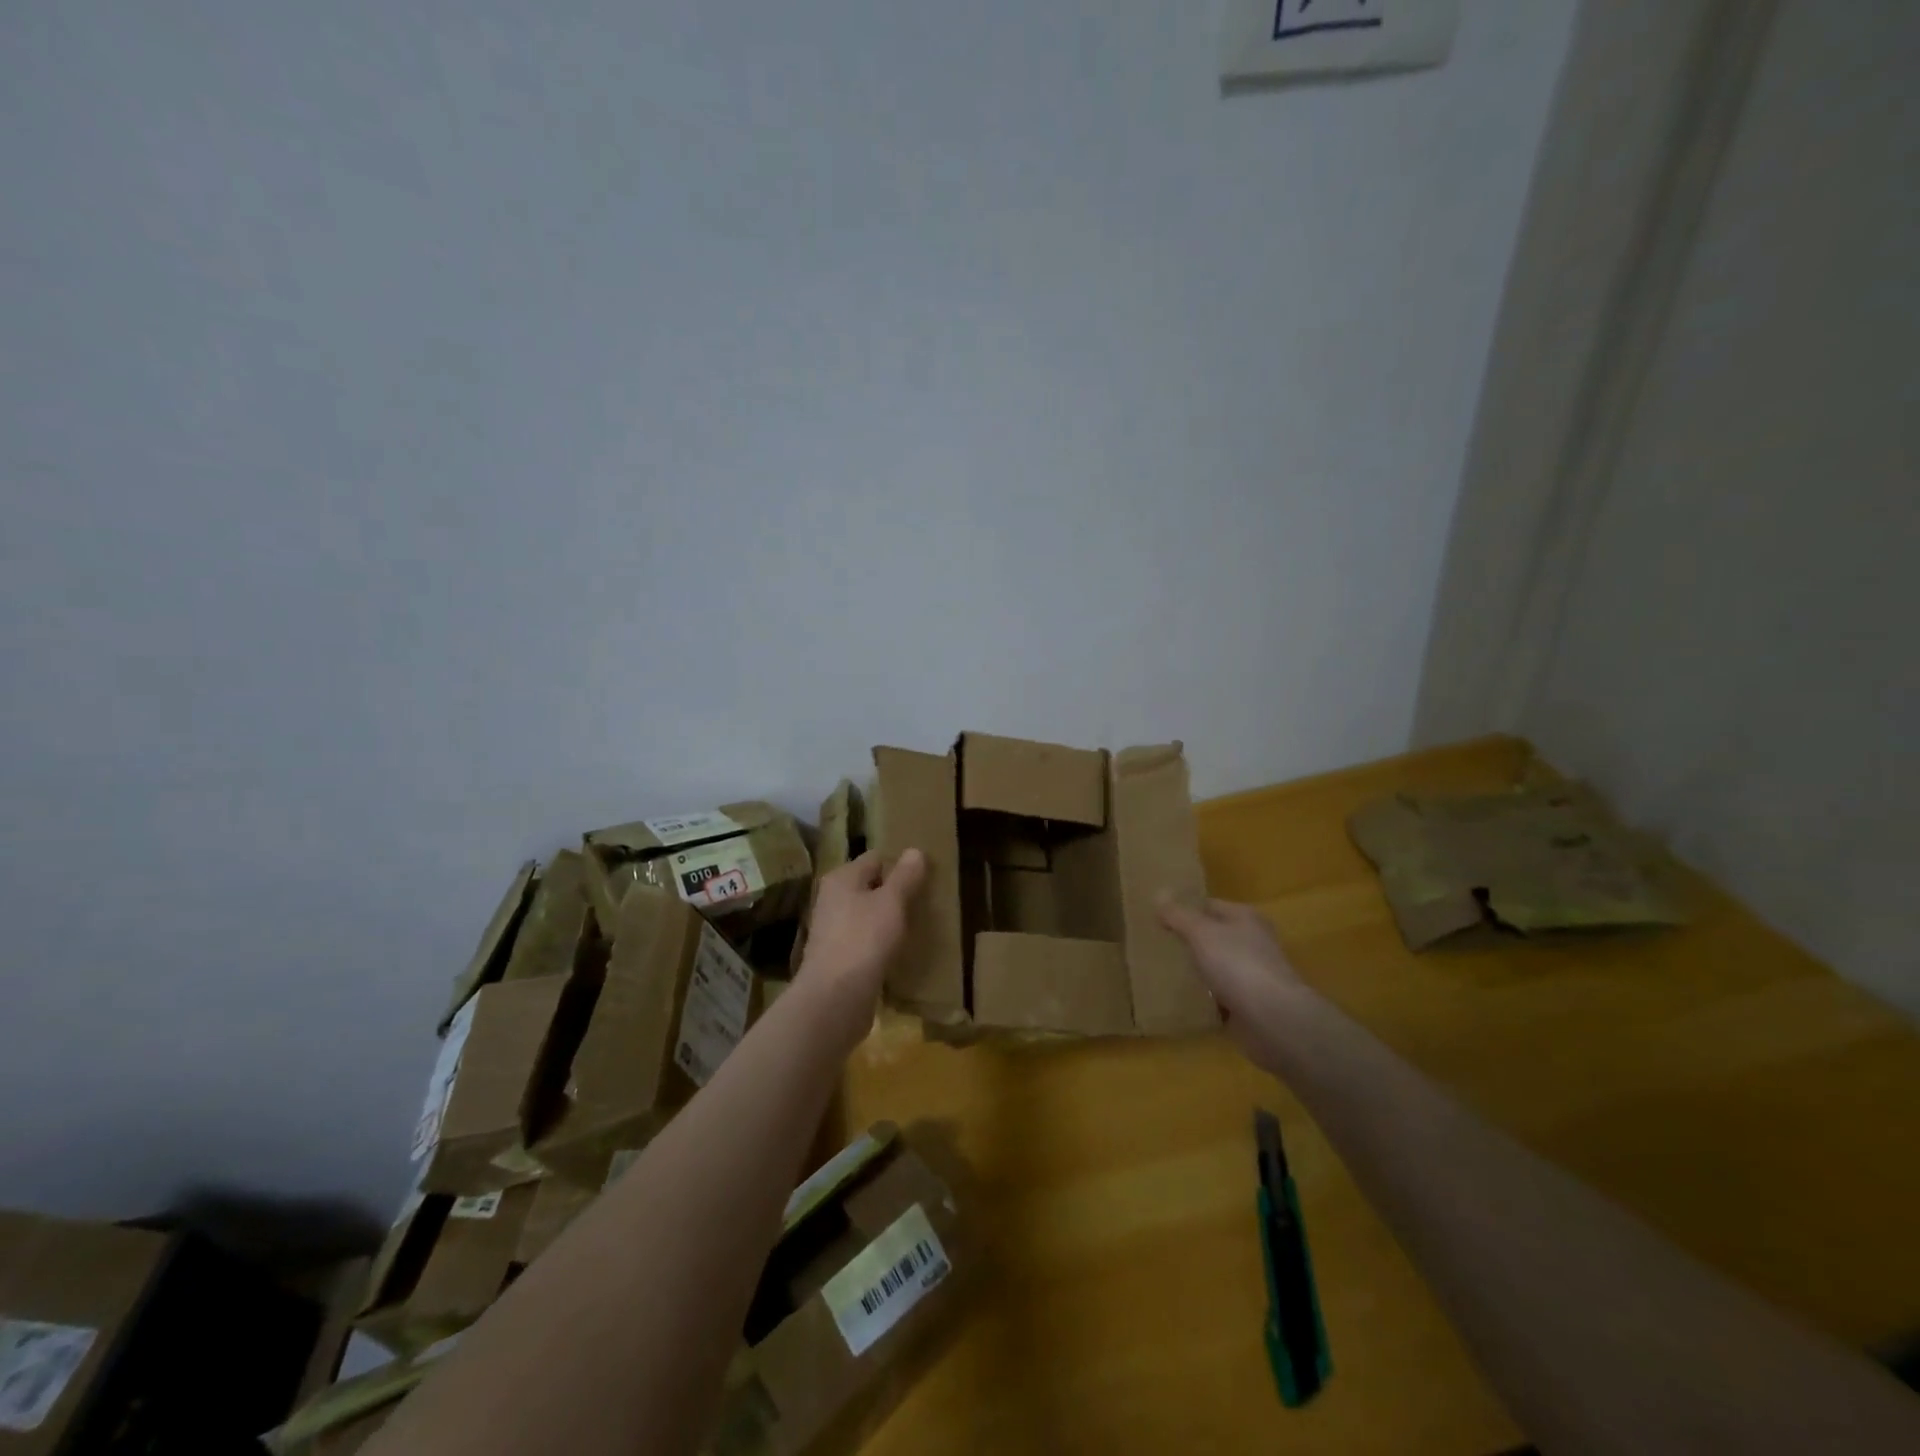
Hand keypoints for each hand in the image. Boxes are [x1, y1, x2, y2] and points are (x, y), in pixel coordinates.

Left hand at [796, 849, 926, 1050]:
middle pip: (870, 887)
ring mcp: (833, 930)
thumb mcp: (892, 902)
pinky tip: (899, 953)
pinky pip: (865, 942)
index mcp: (842, 878)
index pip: (875, 858)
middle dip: (895, 894)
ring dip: (889, 921)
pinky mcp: (838, 958)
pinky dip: (881, 944)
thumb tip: (915, 851)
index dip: (899, 864)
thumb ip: (905, 876)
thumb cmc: (864, 940)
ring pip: (868, 916)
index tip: (925, 877)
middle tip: (925, 902)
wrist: (834, 998)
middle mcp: (832, 900)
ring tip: (917, 927)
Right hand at [1158, 896, 1308, 1061]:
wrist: (1273, 1019)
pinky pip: (1220, 996)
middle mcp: (1253, 943)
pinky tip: (1182, 1000)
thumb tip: (1159, 895)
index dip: (1184, 909)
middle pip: (1214, 936)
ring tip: (1162, 972)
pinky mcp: (1250, 1005)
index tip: (1157, 918)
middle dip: (1188, 941)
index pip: (1209, 905)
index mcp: (1246, 918)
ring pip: (1216, 967)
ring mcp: (1253, 975)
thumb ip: (1179, 915)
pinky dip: (1204, 999)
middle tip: (1156, 945)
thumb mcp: (1201, 932)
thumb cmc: (1237, 965)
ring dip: (1196, 971)